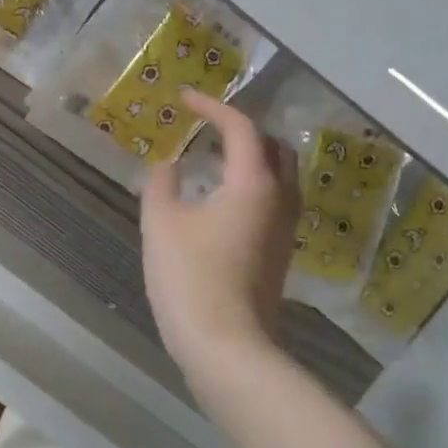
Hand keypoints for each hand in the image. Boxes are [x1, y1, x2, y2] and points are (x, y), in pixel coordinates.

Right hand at [140, 90, 300, 373]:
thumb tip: (171, 166)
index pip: (240, 128)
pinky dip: (253, 184)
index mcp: (253, 183)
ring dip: (252, 157)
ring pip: (280, 175)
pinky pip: (274, 200)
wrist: (226, 347)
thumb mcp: (161, 223)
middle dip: (242, 129)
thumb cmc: (190, 278)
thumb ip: (163, 183)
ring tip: (215, 158)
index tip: (185, 99)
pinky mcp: (281, 253)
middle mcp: (279, 199)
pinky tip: (222, 199)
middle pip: (273, 147)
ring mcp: (285, 229)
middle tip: (208, 127)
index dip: (212, 107)